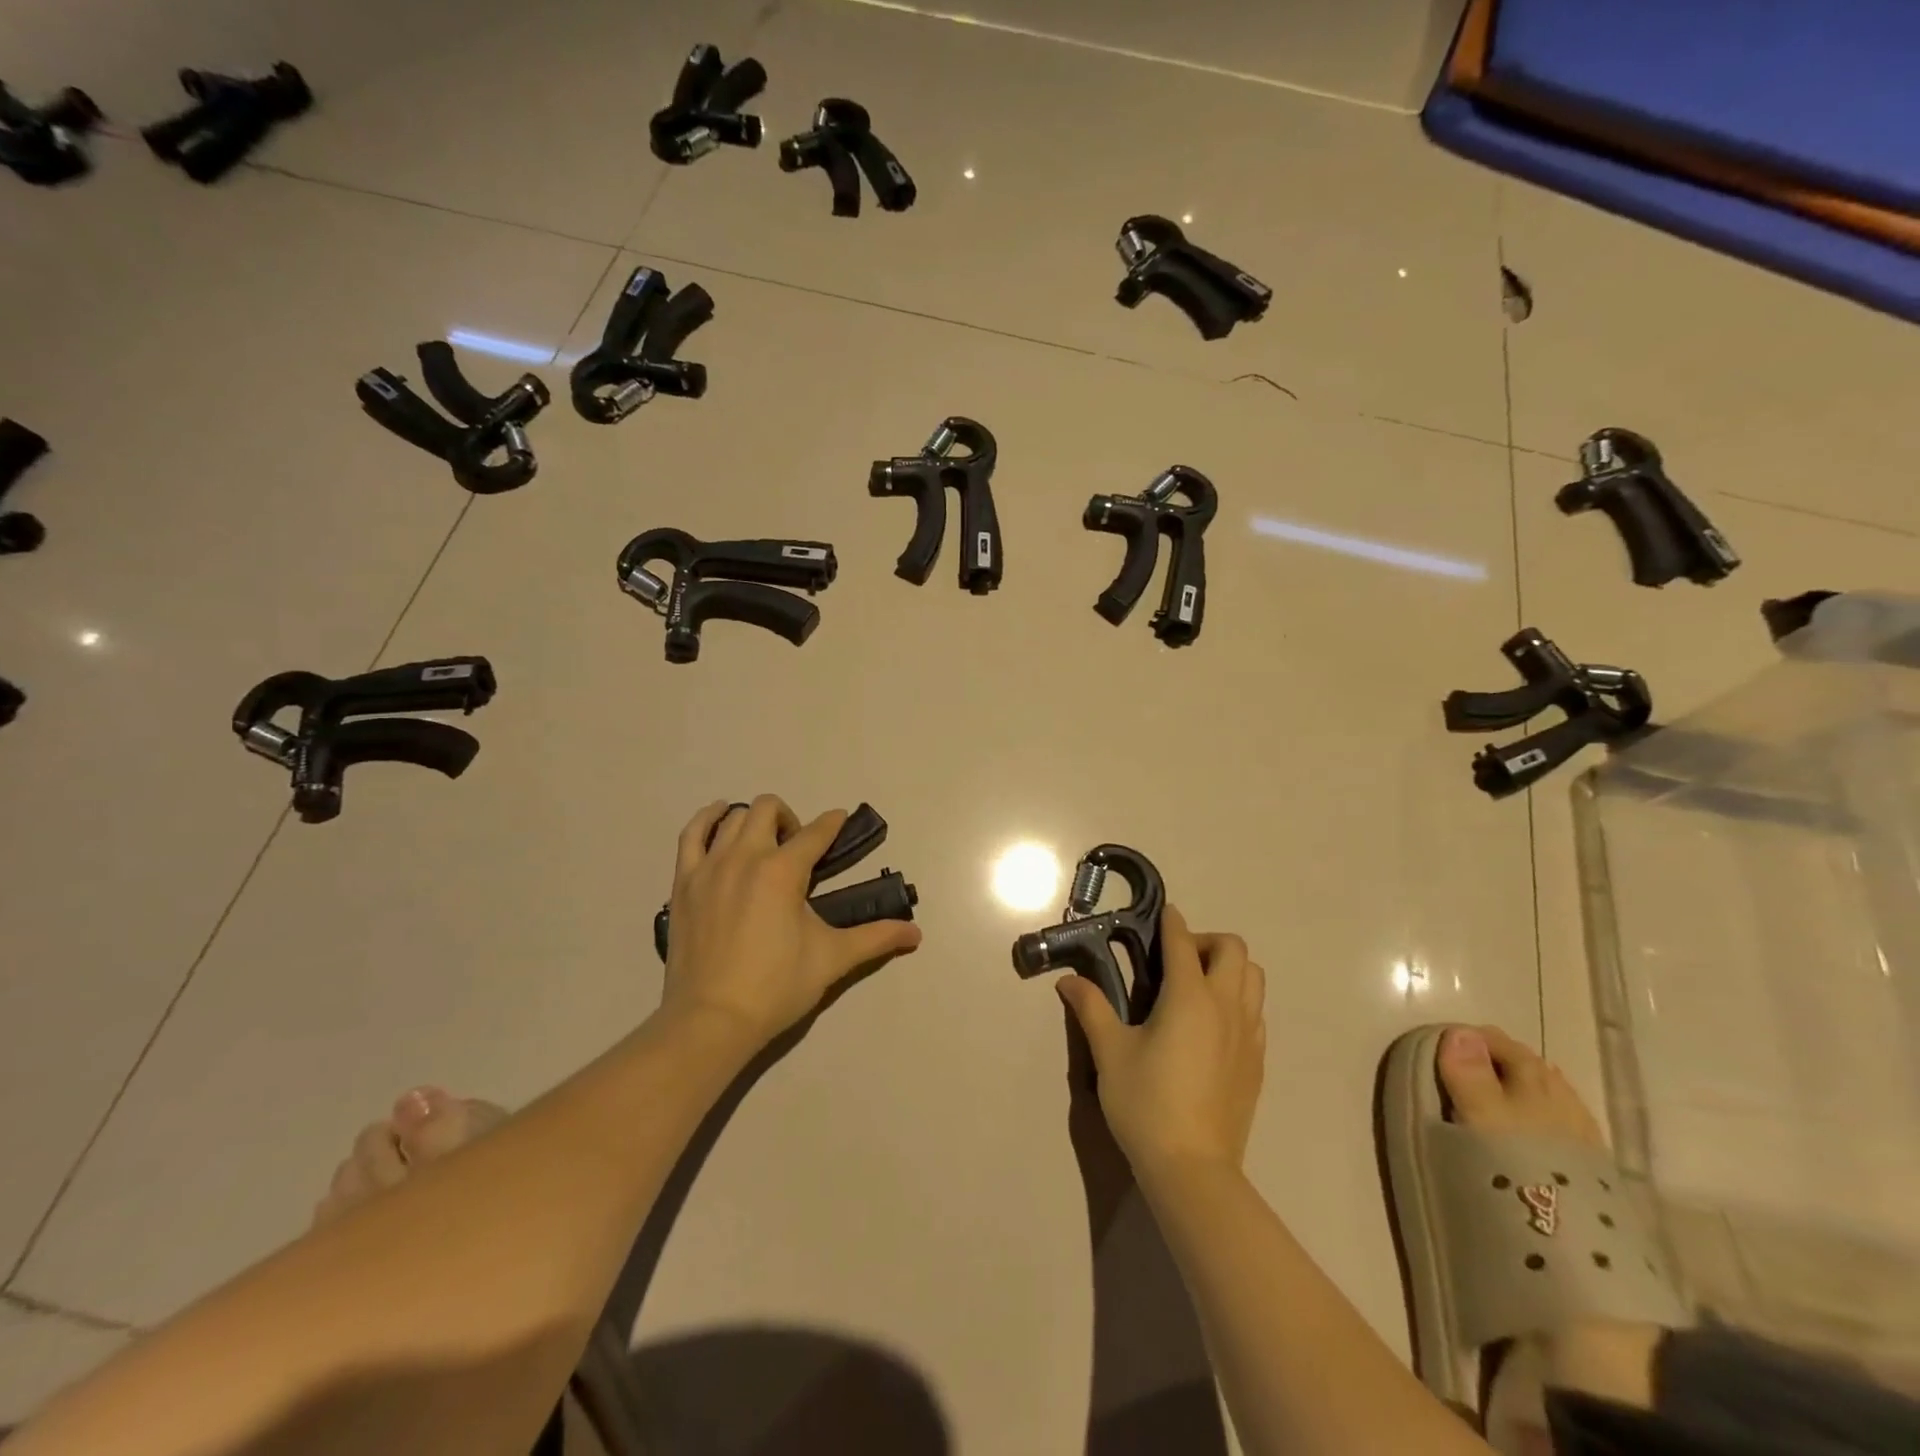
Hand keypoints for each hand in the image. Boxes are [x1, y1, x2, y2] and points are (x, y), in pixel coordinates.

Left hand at [659, 796, 922, 1048]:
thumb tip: (917, 934)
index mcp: (783, 871)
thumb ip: (876, 939)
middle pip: (768, 809)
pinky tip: (718, 821)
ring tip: (763, 843)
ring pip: (731, 817)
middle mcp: (745, 856)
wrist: (711, 1020)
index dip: (833, 823)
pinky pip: (691, 834)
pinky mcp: (683, 882)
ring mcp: (709, 867)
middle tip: (798, 850)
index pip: (816, 833)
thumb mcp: (832, 959)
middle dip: (790, 819)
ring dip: (753, 821)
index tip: (841, 820)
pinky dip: (706, 820)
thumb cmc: (776, 987)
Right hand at [1055, 907, 1264, 1188]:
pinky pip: (1256, 1011)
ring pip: (1253, 978)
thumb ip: (1091, 1008)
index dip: (1171, 922)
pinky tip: (1210, 1025)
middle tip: (1175, 960)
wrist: (1193, 1168)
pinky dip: (1238, 1000)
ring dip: (1228, 968)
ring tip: (1195, 988)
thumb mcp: (1110, 1052)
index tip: (1162, 914)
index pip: (1183, 941)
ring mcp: (1248, 1034)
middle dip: (1205, 941)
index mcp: (1190, 996)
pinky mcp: (1258, 1061)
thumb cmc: (1146, 1103)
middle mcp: (1226, 1006)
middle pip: (1233, 949)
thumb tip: (1069, 981)